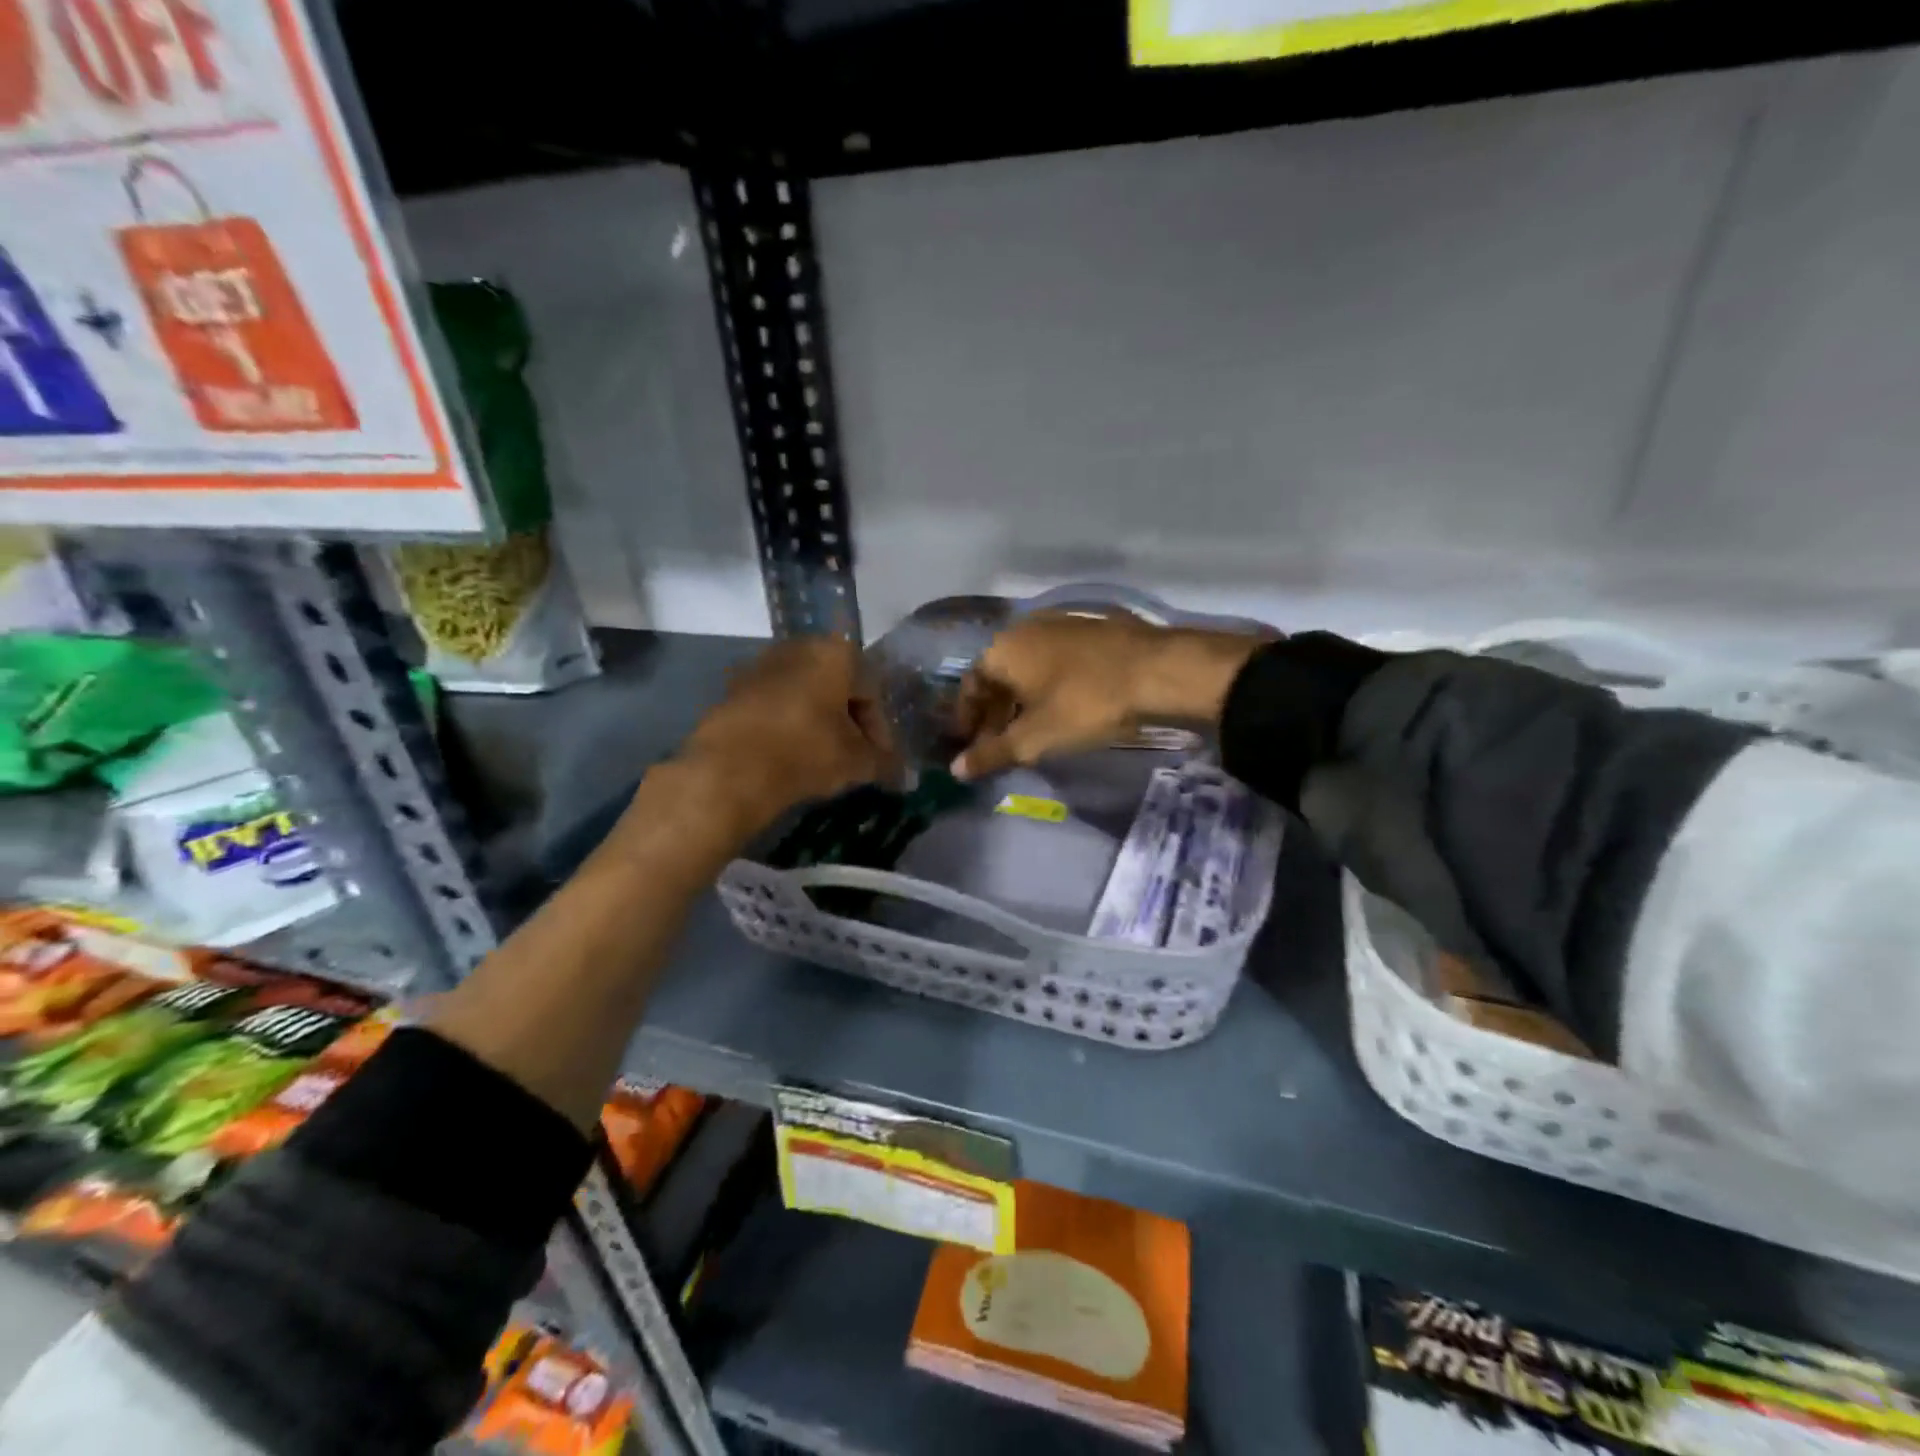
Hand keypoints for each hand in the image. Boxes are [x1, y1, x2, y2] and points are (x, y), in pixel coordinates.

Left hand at [678, 636, 892, 830]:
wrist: (730, 769)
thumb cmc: (807, 751)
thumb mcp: (857, 761)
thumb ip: (884, 762)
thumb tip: (902, 774)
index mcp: (835, 652)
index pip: (871, 690)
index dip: (880, 729)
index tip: (880, 759)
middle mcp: (798, 647)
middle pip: (836, 687)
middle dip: (848, 721)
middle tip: (854, 756)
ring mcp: (760, 666)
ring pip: (804, 695)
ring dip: (817, 722)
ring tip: (823, 759)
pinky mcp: (732, 690)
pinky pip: (774, 706)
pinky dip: (787, 726)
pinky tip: (790, 756)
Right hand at [952, 612, 1266, 779]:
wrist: (1158, 672)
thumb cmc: (1085, 704)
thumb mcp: (1035, 738)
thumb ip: (992, 753)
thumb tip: (956, 770)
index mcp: (1003, 649)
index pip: (971, 684)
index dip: (967, 718)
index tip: (969, 744)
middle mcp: (1025, 628)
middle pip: (999, 675)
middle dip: (995, 712)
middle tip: (999, 743)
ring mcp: (1061, 624)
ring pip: (1028, 668)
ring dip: (1022, 700)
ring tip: (1030, 731)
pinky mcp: (1091, 629)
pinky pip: (1055, 661)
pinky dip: (1048, 686)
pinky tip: (1062, 708)